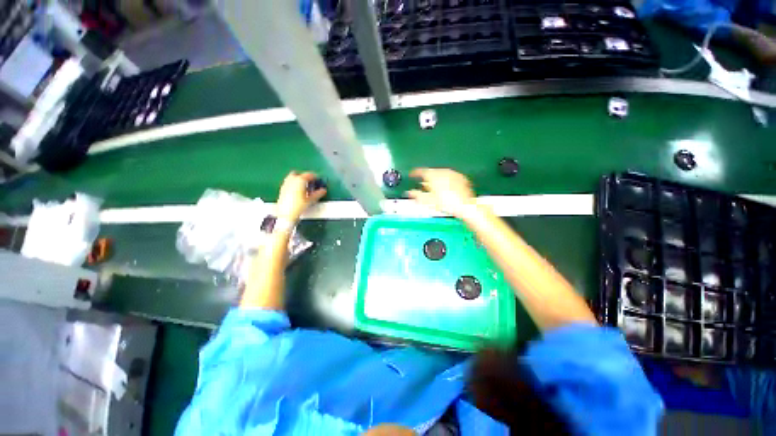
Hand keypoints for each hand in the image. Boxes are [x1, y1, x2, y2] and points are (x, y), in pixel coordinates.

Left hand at [276, 171, 326, 221]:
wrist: (286, 214)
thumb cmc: (298, 206)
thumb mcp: (310, 200)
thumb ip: (318, 194)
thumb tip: (323, 191)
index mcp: (300, 180)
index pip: (309, 175)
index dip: (315, 177)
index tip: (318, 179)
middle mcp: (292, 180)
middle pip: (299, 174)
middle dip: (305, 176)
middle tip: (311, 182)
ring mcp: (286, 184)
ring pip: (293, 177)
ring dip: (299, 179)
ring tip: (304, 186)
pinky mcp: (282, 189)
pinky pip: (289, 182)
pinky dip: (294, 183)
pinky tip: (297, 190)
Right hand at [407, 168, 476, 217]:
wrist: (465, 205)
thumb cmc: (445, 203)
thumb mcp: (428, 201)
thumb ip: (417, 195)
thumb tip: (409, 192)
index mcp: (433, 175)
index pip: (421, 171)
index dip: (415, 173)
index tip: (412, 174)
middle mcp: (443, 172)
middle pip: (432, 172)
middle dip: (426, 178)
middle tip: (423, 185)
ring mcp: (453, 174)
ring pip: (441, 174)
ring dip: (436, 179)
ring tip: (434, 188)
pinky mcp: (461, 178)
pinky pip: (450, 177)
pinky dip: (445, 182)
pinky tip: (446, 189)